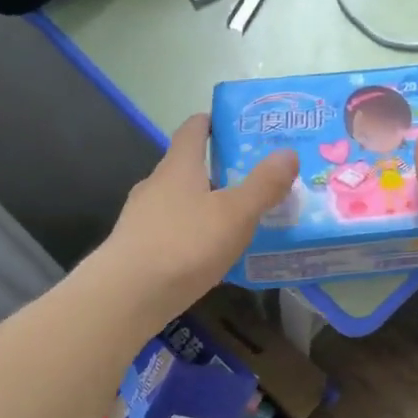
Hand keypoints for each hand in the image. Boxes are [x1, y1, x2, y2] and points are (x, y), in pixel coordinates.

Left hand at [95, 114, 296, 323]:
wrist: (128, 295)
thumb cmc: (185, 244)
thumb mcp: (235, 214)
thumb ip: (263, 185)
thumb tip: (288, 152)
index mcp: (178, 166)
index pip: (193, 130)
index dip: (212, 122)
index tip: (233, 124)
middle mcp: (156, 185)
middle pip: (187, 168)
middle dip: (217, 171)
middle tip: (251, 181)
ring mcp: (142, 218)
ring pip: (180, 204)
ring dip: (205, 207)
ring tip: (237, 222)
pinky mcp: (138, 250)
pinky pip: (173, 234)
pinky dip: (193, 238)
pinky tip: (210, 258)